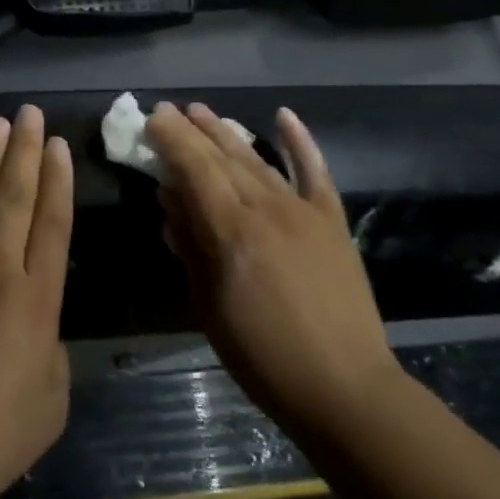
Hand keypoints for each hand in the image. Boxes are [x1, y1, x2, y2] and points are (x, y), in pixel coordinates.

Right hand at [146, 102, 398, 447]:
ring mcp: (303, 210)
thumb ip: (191, 248)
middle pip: (223, 158)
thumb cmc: (265, 357)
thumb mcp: (210, 308)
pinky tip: (284, 116)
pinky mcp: (332, 221)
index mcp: (232, 231)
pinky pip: (315, 172)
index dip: (172, 140)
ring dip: (228, 132)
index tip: (153, 117)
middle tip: (170, 110)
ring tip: (204, 112)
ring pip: (258, 159)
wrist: (346, 389)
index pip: (195, 169)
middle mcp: (266, 208)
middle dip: (193, 131)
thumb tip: (171, 202)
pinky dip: (300, 141)